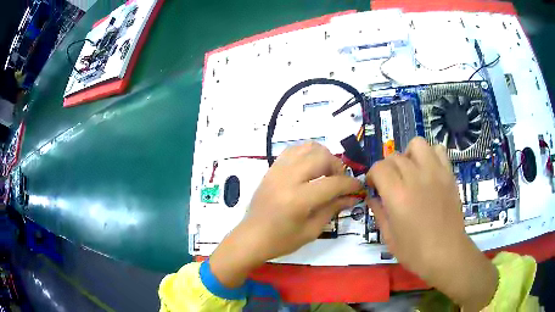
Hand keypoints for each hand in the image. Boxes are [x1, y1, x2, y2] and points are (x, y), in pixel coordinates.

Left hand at [210, 142, 362, 286]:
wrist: (251, 237)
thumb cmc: (282, 240)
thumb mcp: (312, 230)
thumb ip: (333, 209)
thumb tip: (352, 197)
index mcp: (299, 199)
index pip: (333, 183)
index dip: (350, 184)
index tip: (358, 187)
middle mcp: (288, 179)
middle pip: (321, 157)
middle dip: (337, 166)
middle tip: (339, 180)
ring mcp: (277, 170)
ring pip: (307, 147)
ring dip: (322, 156)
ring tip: (325, 172)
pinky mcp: (271, 169)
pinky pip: (293, 150)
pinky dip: (306, 154)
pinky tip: (310, 168)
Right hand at [367, 137, 497, 310]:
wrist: (447, 253)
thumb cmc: (415, 251)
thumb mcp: (389, 237)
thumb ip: (379, 212)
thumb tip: (373, 197)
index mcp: (398, 195)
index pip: (379, 167)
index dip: (372, 175)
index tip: (374, 187)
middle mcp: (416, 178)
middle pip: (395, 156)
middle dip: (388, 168)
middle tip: (391, 184)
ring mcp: (435, 173)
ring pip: (417, 144)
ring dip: (409, 155)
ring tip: (411, 171)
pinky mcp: (448, 174)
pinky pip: (439, 150)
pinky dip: (431, 155)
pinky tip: (429, 171)